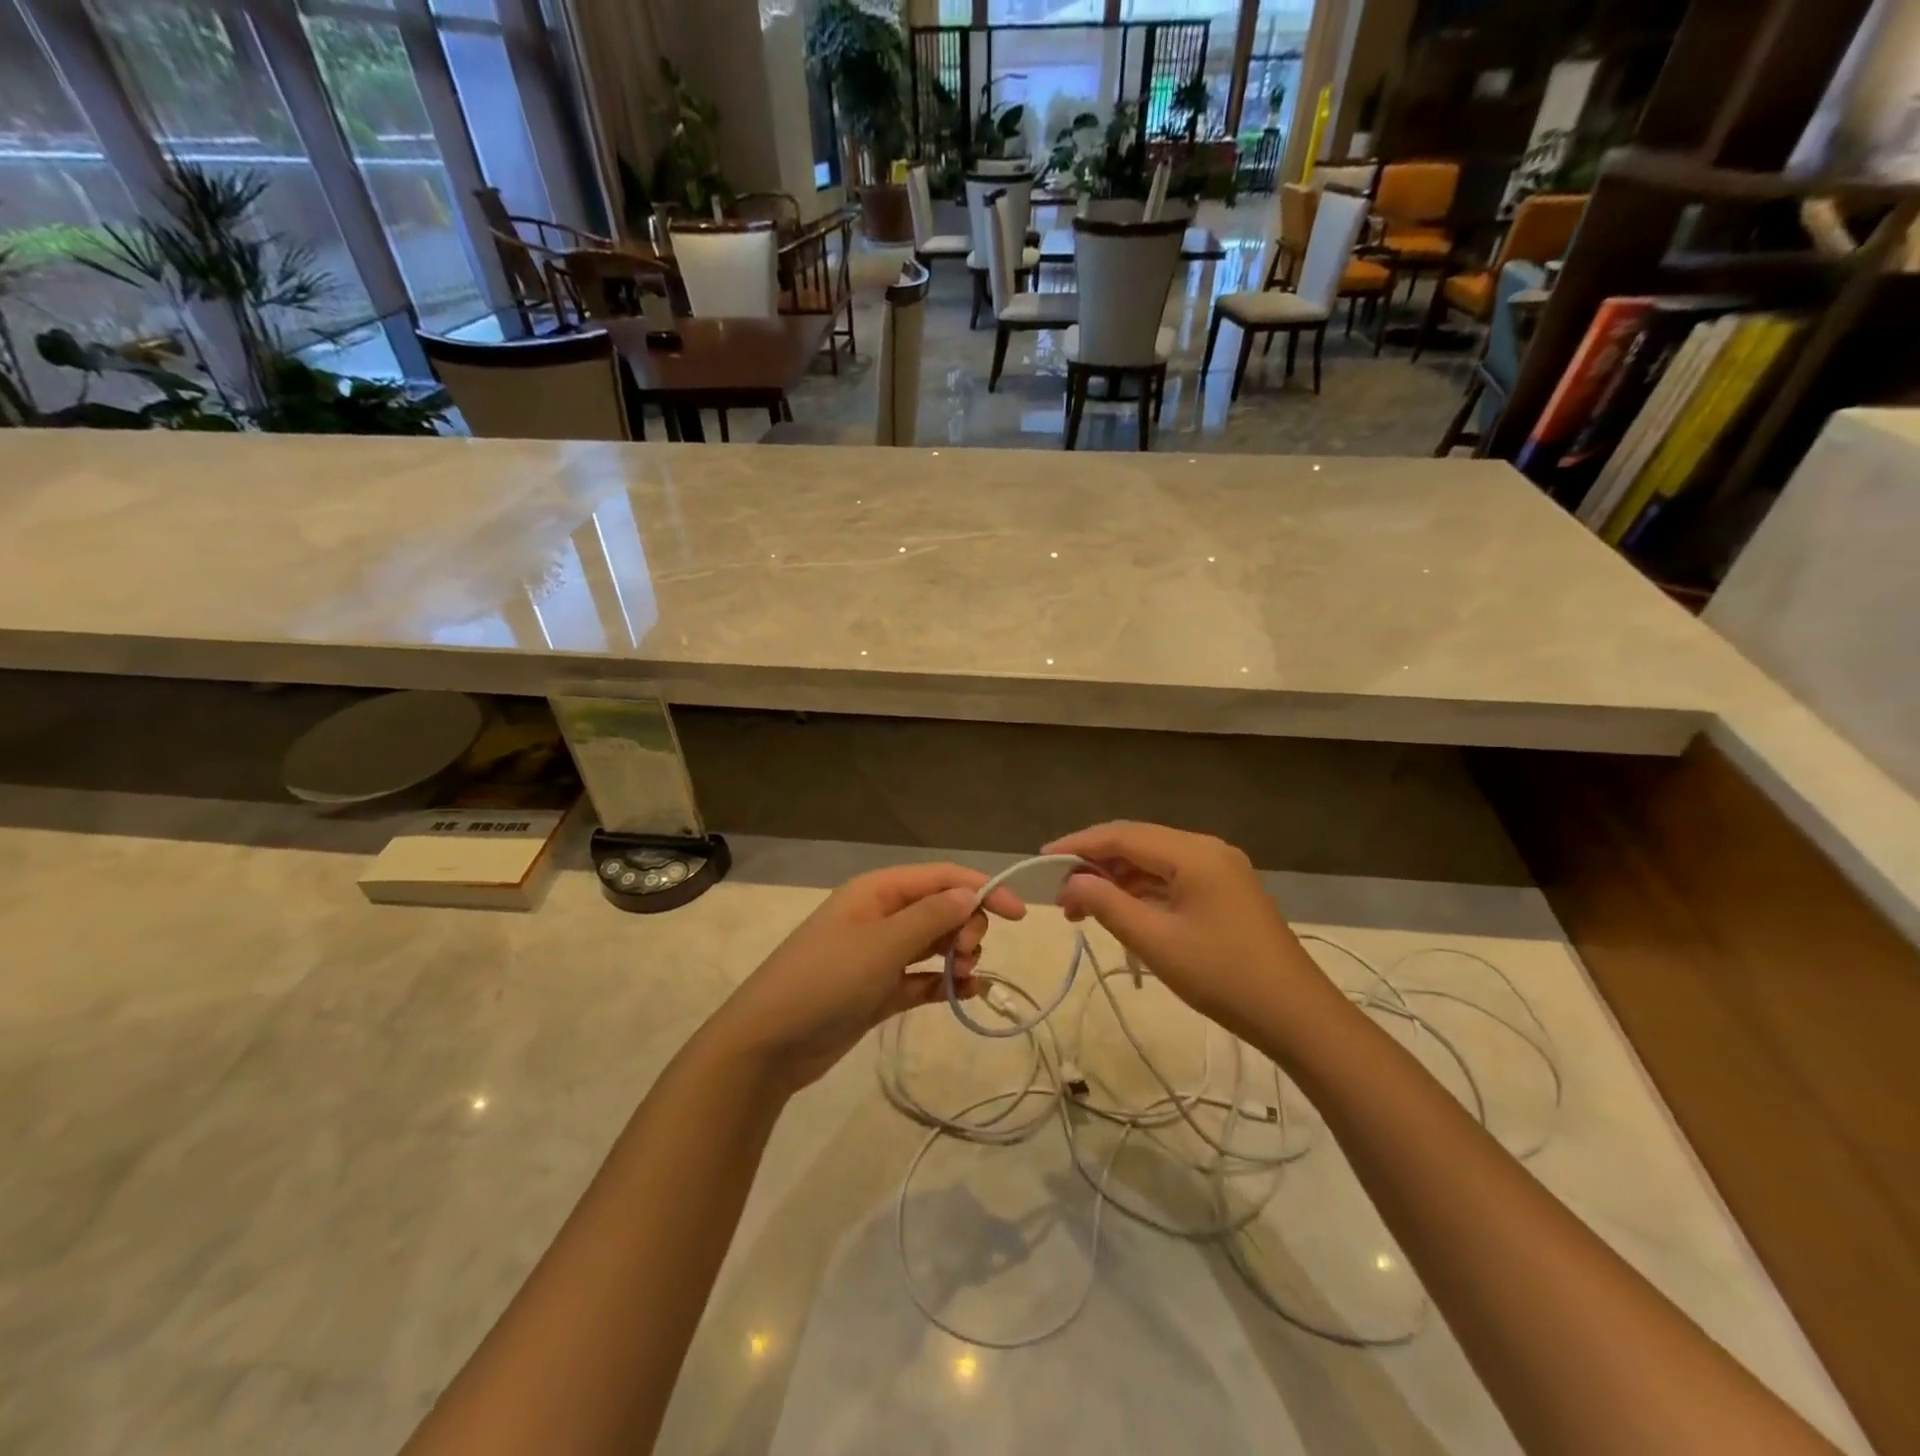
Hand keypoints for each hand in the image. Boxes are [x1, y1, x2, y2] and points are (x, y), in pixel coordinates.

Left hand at [707, 864, 1026, 1092]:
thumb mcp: (882, 944)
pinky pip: (923, 978)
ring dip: (958, 956)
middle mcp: (881, 916)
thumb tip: (971, 893)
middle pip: (941, 908)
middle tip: (968, 954)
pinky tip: (965, 994)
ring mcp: (879, 955)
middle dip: (966, 926)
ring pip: (935, 943)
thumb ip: (931, 917)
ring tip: (963, 978)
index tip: (1019, 915)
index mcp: (877, 892)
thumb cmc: (826, 981)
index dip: (982, 888)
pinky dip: (944, 983)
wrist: (768, 1045)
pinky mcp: (879, 990)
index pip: (941, 878)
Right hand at [1044, 822, 1334, 1045]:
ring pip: (1154, 863)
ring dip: (1117, 882)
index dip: (1078, 845)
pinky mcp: (1225, 891)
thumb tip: (1070, 883)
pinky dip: (1142, 893)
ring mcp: (1220, 869)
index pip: (1122, 835)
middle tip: (1062, 899)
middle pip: (1137, 844)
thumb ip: (1107, 905)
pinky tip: (1122, 915)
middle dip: (1095, 866)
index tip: (1042, 859)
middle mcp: (1207, 849)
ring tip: (1083, 912)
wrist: (1297, 1016)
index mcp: (1194, 853)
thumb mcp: (1155, 942)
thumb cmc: (1223, 977)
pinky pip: (1173, 879)